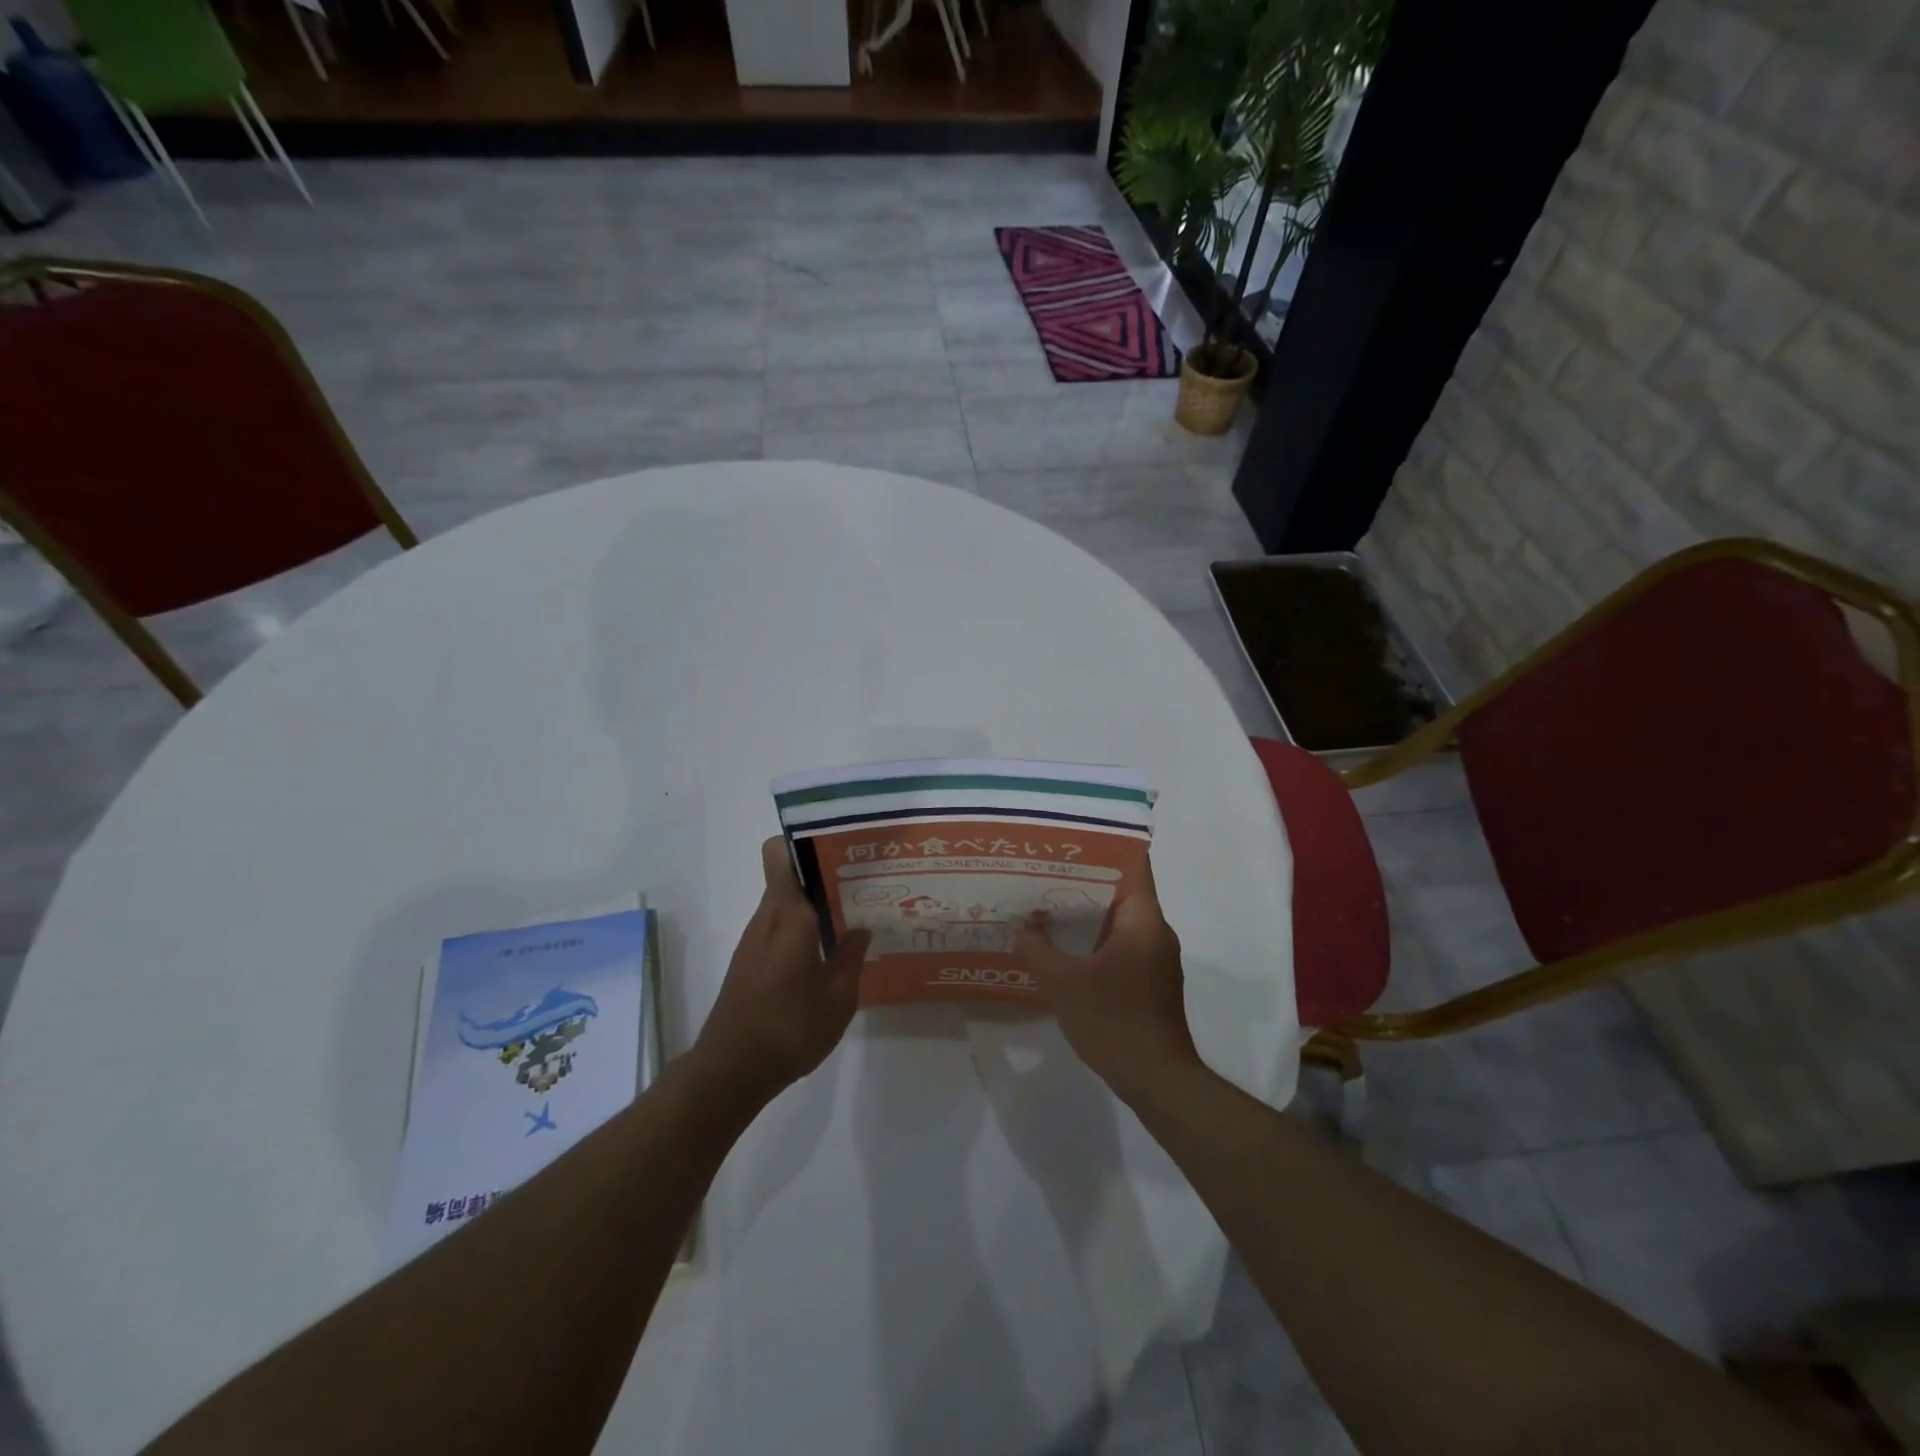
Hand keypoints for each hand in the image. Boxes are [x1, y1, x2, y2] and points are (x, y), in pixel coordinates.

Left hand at [694, 836, 870, 1103]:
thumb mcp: (838, 996)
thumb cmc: (789, 1027)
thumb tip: (862, 927)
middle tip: (863, 884)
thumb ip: (852, 956)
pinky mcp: (749, 965)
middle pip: (789, 879)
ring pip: (786, 907)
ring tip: (854, 918)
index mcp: (788, 916)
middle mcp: (766, 919)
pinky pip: (779, 931)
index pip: (779, 855)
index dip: (803, 841)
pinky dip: (803, 932)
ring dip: (815, 907)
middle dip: (823, 876)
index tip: (838, 846)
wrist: (730, 1072)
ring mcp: (754, 943)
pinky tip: (829, 955)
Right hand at [1012, 855, 1203, 1103]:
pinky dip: (1093, 939)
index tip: (1070, 840)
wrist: (1158, 1081)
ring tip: (1046, 905)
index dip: (1103, 847)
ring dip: (1086, 913)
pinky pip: (1119, 945)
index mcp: (1144, 920)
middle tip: (1043, 871)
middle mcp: (1155, 931)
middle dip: (1083, 880)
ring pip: (1118, 921)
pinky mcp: (1148, 981)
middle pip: (1121, 891)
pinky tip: (1062, 947)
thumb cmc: (1115, 1022)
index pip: (1132, 866)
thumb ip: (1038, 950)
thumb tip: (1023, 928)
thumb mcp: (1064, 984)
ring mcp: (1154, 958)